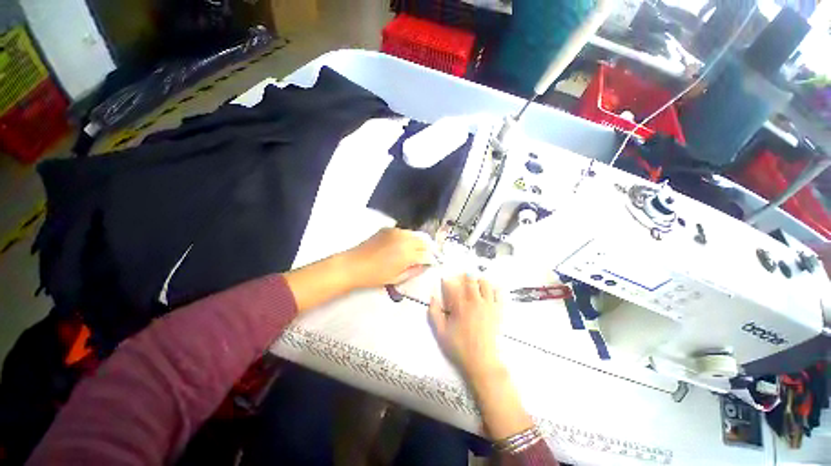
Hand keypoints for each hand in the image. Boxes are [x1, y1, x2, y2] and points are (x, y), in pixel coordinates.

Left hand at [343, 228, 434, 288]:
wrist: (353, 265)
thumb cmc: (375, 276)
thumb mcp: (397, 278)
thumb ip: (414, 270)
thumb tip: (424, 265)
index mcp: (408, 253)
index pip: (427, 253)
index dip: (431, 259)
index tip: (432, 263)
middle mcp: (405, 239)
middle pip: (424, 241)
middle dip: (427, 248)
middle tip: (426, 256)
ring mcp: (396, 232)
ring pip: (415, 234)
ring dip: (418, 242)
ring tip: (415, 251)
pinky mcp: (388, 229)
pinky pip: (404, 232)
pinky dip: (407, 238)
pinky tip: (403, 245)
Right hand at [428, 275, 503, 379]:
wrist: (481, 362)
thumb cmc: (459, 347)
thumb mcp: (440, 333)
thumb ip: (434, 313)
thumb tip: (432, 298)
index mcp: (459, 305)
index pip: (452, 285)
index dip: (447, 280)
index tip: (445, 279)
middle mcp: (474, 301)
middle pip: (470, 279)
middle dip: (464, 276)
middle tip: (461, 279)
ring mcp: (488, 305)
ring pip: (485, 283)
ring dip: (479, 281)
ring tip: (475, 285)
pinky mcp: (498, 311)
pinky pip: (499, 294)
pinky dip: (494, 289)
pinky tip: (489, 292)